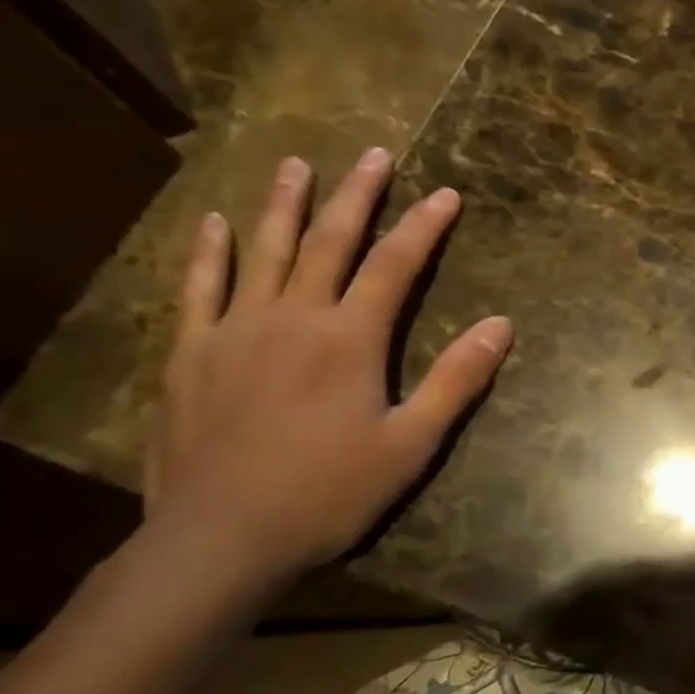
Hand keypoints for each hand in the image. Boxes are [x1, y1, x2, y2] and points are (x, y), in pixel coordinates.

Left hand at [144, 149, 512, 587]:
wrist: (221, 538)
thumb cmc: (328, 492)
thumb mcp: (411, 444)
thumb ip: (456, 380)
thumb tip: (502, 325)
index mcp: (349, 338)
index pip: (395, 265)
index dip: (424, 227)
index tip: (447, 194)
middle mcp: (294, 317)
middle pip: (331, 242)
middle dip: (358, 195)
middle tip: (374, 155)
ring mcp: (236, 330)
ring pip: (265, 251)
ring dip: (285, 205)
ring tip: (298, 165)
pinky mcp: (192, 353)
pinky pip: (201, 288)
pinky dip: (209, 251)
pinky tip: (214, 223)